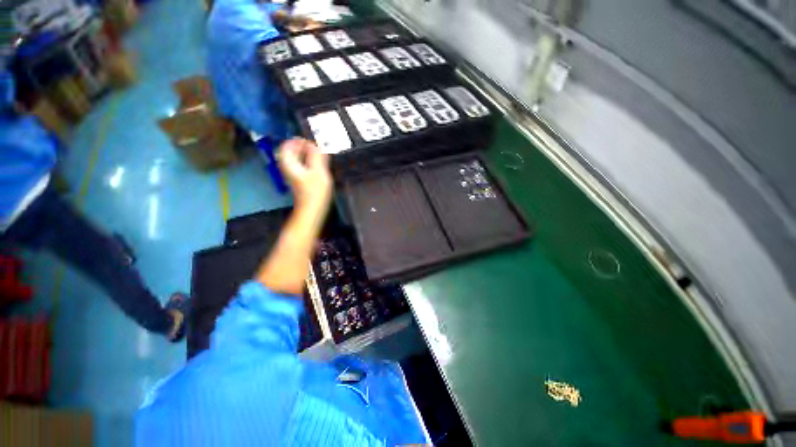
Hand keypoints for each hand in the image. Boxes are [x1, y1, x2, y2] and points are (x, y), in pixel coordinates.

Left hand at [278, 138, 332, 211]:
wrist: (312, 210)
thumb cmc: (315, 191)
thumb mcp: (319, 171)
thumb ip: (316, 157)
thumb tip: (314, 145)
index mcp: (290, 164)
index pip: (287, 146)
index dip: (297, 141)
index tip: (309, 141)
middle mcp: (289, 168)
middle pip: (291, 153)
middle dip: (302, 147)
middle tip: (315, 146)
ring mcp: (294, 175)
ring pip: (296, 160)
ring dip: (306, 155)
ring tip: (318, 154)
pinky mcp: (299, 181)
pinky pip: (301, 167)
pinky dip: (308, 163)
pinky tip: (318, 165)